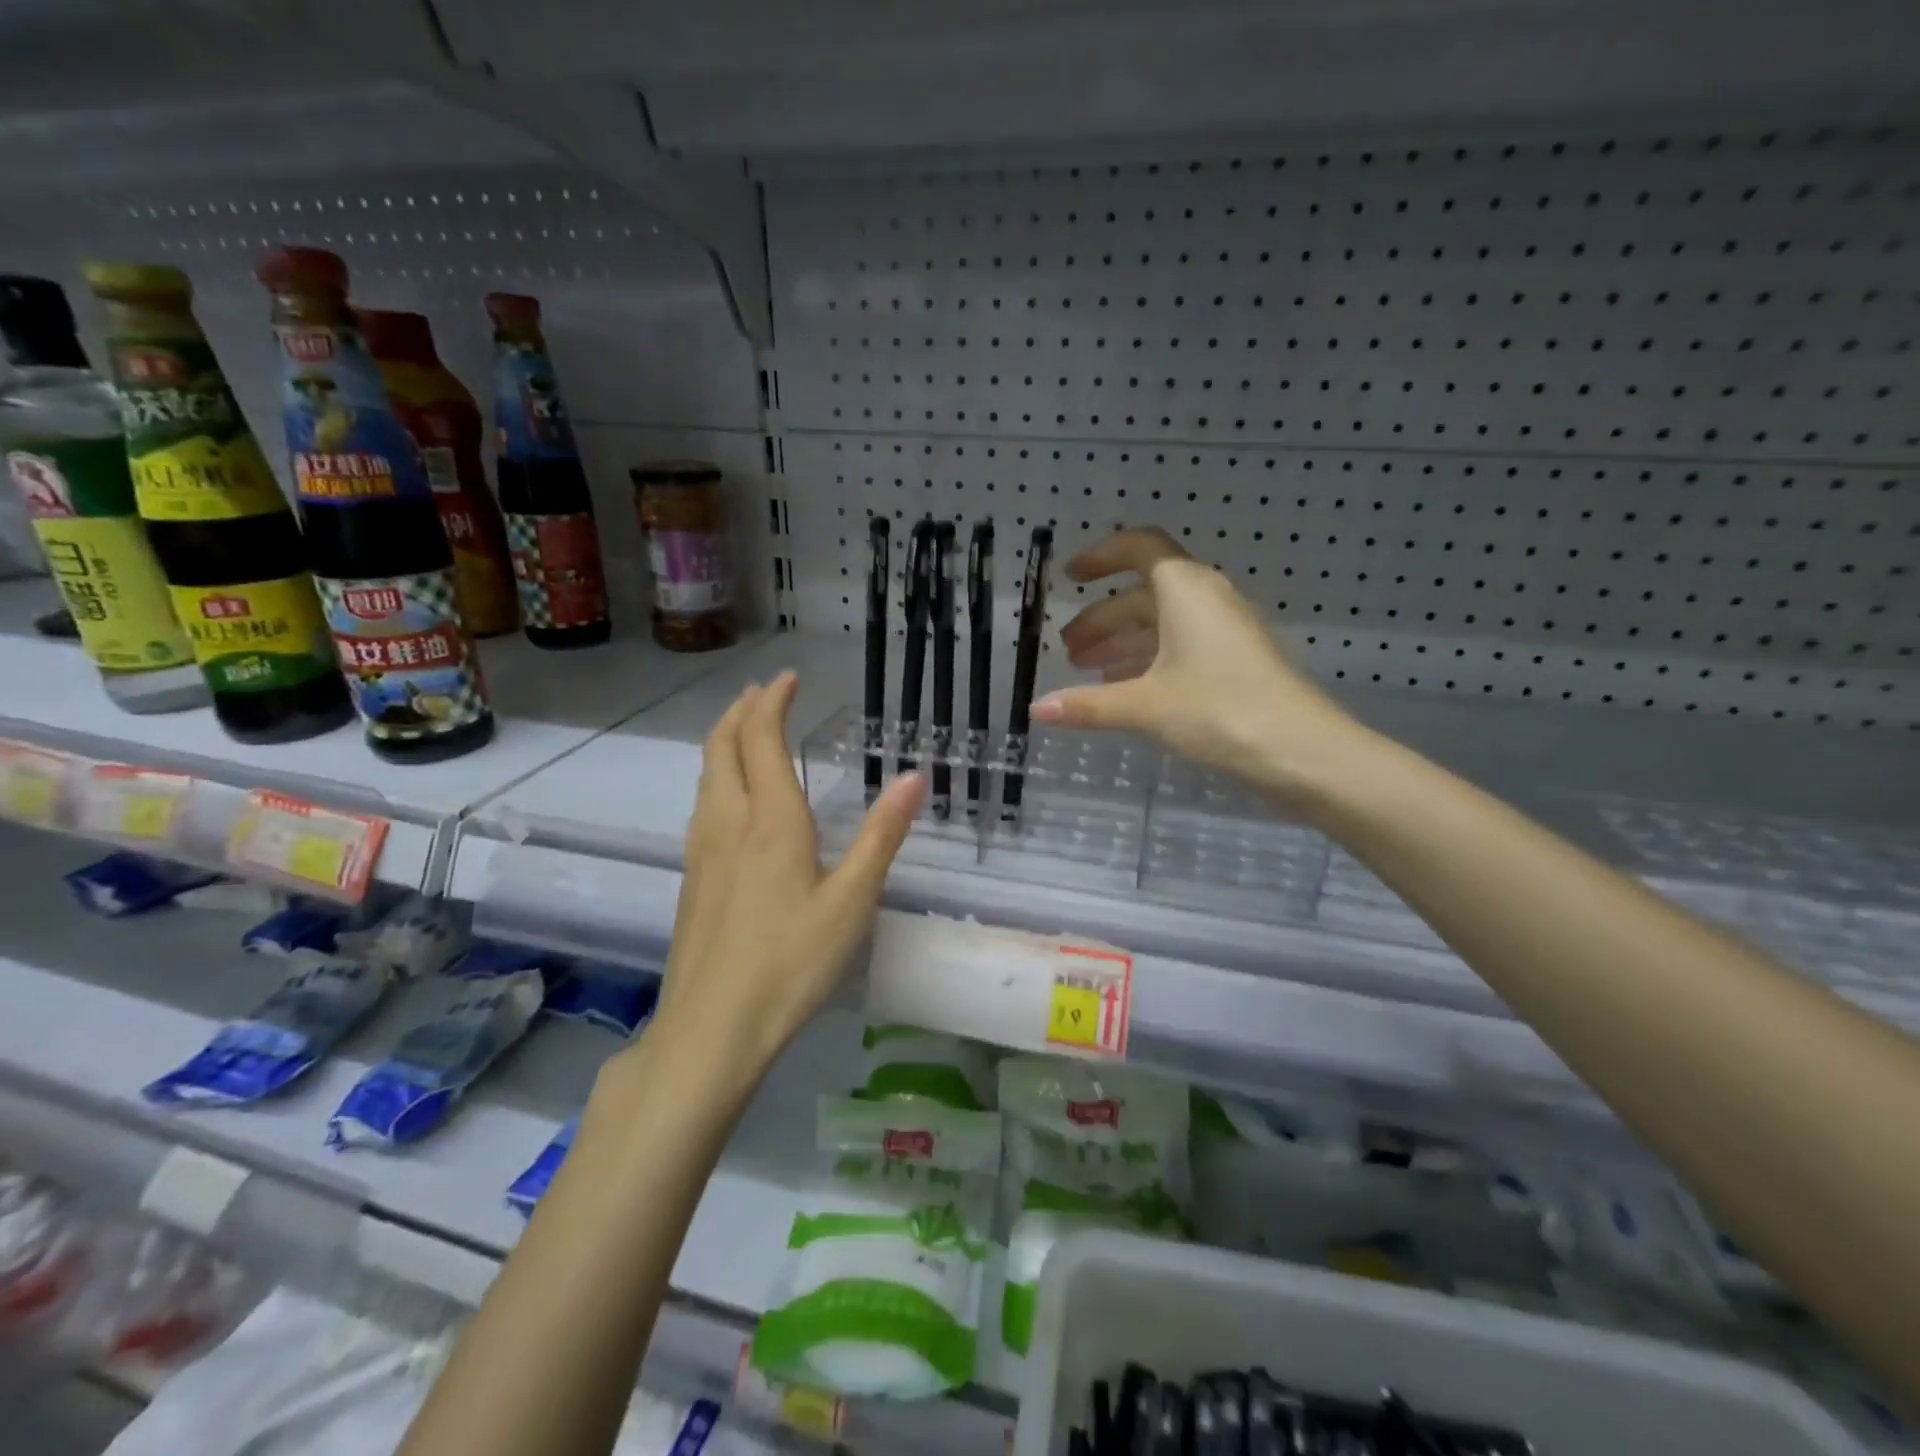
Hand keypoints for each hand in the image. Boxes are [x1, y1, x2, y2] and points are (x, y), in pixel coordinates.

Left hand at [653, 672, 923, 1074]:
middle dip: (741, 710)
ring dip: (724, 739)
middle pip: (721, 745)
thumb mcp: (852, 901)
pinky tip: (732, 798)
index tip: (786, 679)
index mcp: (770, 819)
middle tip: (763, 693)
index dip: (771, 701)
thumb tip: (914, 776)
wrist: (711, 1029)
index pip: (760, 737)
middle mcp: (728, 821)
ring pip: (706, 773)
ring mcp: (701, 849)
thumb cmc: (791, 963)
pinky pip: (702, 803)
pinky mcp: (691, 876)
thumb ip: (882, 834)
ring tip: (745, 729)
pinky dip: (717, 775)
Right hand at [1031, 528, 1359, 801]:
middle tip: (1068, 649)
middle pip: (1144, 595)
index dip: (1101, 556)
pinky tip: (1124, 689)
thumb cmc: (1221, 711)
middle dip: (1102, 618)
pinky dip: (1147, 661)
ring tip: (1085, 669)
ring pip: (1161, 625)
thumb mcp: (1146, 706)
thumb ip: (1089, 705)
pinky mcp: (1234, 663)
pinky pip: (1179, 648)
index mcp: (1186, 591)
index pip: (1140, 549)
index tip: (1069, 576)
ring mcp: (1224, 633)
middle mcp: (1207, 600)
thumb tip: (1036, 710)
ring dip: (1122, 642)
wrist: (1303, 752)